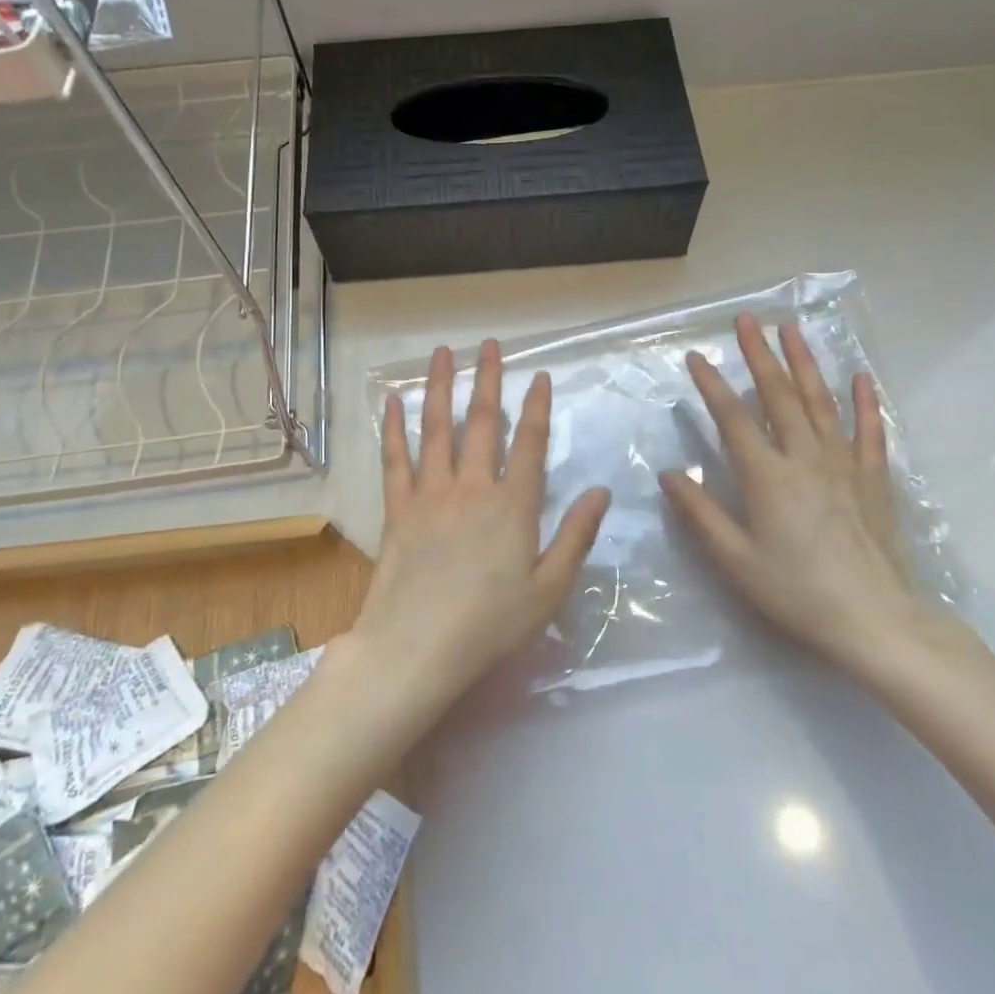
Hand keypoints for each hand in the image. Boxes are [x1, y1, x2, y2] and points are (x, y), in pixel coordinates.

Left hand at [349, 340, 611, 724]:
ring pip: (436, 429)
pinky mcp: (398, 509)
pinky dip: (394, 429)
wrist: (416, 648)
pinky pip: (395, 460)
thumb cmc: (490, 625)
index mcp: (513, 506)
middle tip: (488, 345)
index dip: (537, 407)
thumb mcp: (548, 590)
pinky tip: (393, 402)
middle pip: (481, 423)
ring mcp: (431, 495)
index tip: (539, 376)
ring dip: (440, 387)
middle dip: (487, 380)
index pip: (530, 444)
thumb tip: (601, 492)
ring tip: (442, 353)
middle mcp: (472, 488)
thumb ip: (575, 537)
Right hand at [660, 313, 949, 675]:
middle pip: (779, 395)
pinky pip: (870, 430)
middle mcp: (805, 458)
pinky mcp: (873, 479)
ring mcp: (844, 464)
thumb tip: (668, 473)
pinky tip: (861, 377)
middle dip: (760, 354)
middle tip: (748, 319)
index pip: (733, 418)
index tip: (697, 357)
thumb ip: (700, 514)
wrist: (876, 622)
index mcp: (768, 476)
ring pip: (821, 401)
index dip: (712, 385)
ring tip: (791, 329)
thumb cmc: (797, 593)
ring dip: (804, 362)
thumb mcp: (736, 560)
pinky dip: (865, 401)